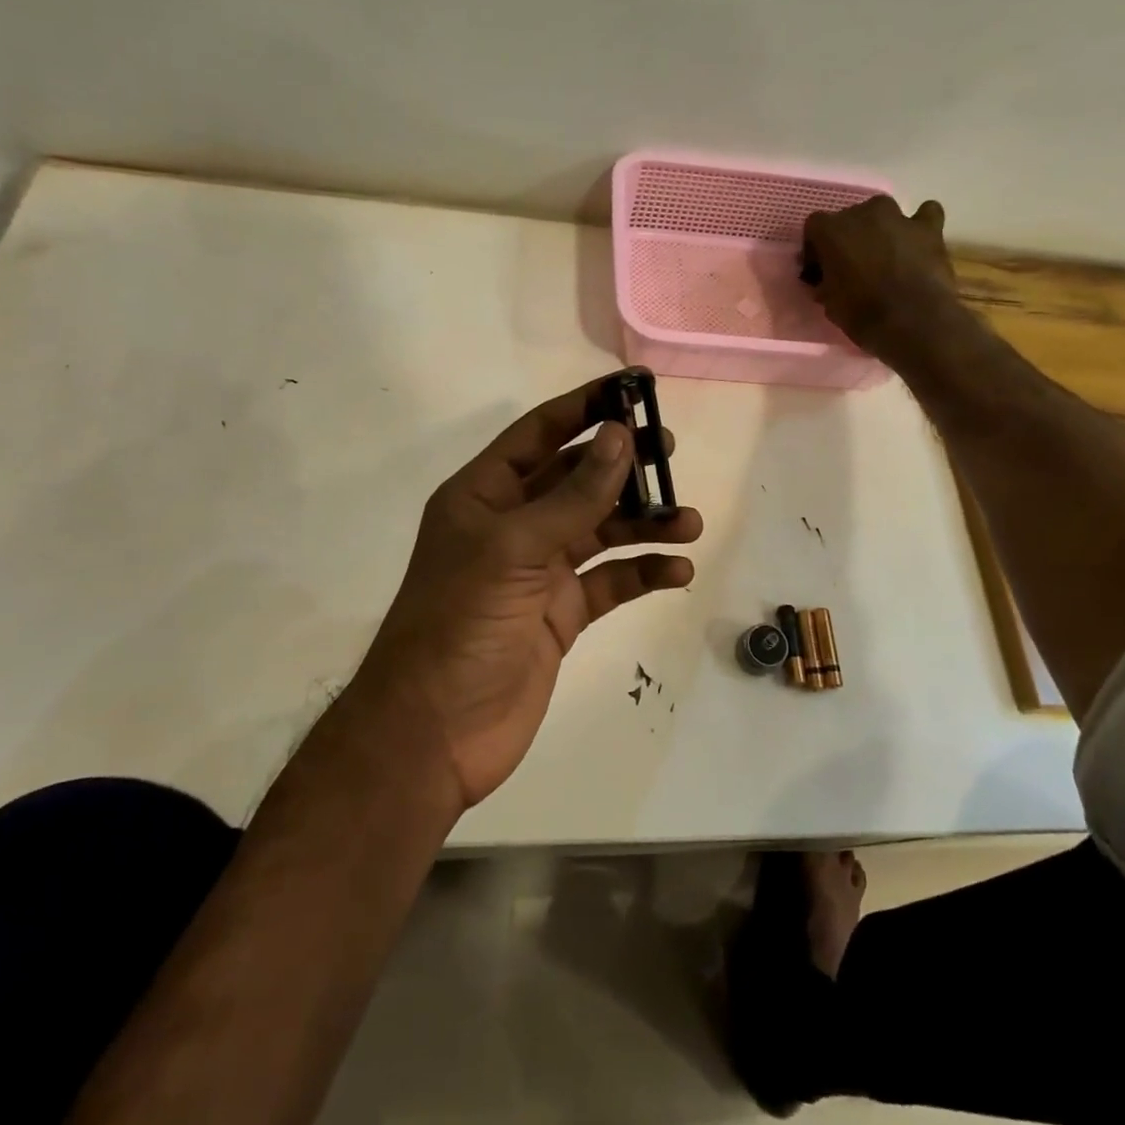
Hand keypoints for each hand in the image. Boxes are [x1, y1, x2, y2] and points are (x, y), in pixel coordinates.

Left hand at [352, 378, 703, 809]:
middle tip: (671, 454)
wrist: (435, 734)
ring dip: (644, 523)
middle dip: (623, 466)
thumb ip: (573, 495)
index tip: (634, 390)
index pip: (538, 434)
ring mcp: (538, 572)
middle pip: (576, 479)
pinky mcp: (560, 614)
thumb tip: (621, 436)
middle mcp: (512, 526)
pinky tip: (677, 571)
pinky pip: (609, 581)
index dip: (584, 408)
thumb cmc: (460, 625)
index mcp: (484, 496)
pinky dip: (642, 571)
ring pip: (600, 530)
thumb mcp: (514, 550)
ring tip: (689, 524)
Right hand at [803, 197, 960, 364]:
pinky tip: (918, 241)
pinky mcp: (928, 228)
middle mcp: (863, 213)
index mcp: (832, 230)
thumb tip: (827, 279)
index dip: (817, 248)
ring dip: (881, 228)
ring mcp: (899, 217)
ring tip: (885, 254)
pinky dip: (921, 224)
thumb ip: (826, 281)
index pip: (815, 227)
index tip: (820, 269)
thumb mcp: (828, 302)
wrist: (911, 322)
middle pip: (850, 217)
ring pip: (884, 211)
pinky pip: (926, 213)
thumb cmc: (861, 314)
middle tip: (853, 265)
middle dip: (849, 238)